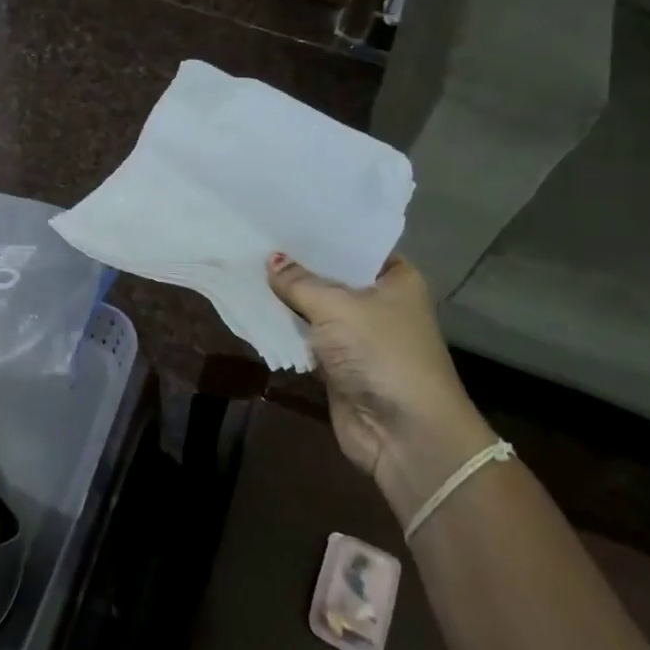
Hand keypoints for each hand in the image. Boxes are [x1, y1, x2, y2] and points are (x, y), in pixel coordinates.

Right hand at [268, 253, 496, 521]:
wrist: (404, 434)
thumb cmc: (382, 354)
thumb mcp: (338, 308)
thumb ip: (300, 282)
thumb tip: (271, 259)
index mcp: (395, 278)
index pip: (354, 245)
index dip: (320, 233)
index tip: (282, 215)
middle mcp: (378, 302)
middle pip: (331, 275)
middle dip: (296, 264)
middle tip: (253, 235)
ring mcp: (357, 334)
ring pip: (314, 307)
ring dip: (286, 296)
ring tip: (244, 263)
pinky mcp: (337, 363)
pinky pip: (305, 336)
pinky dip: (284, 326)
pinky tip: (252, 302)